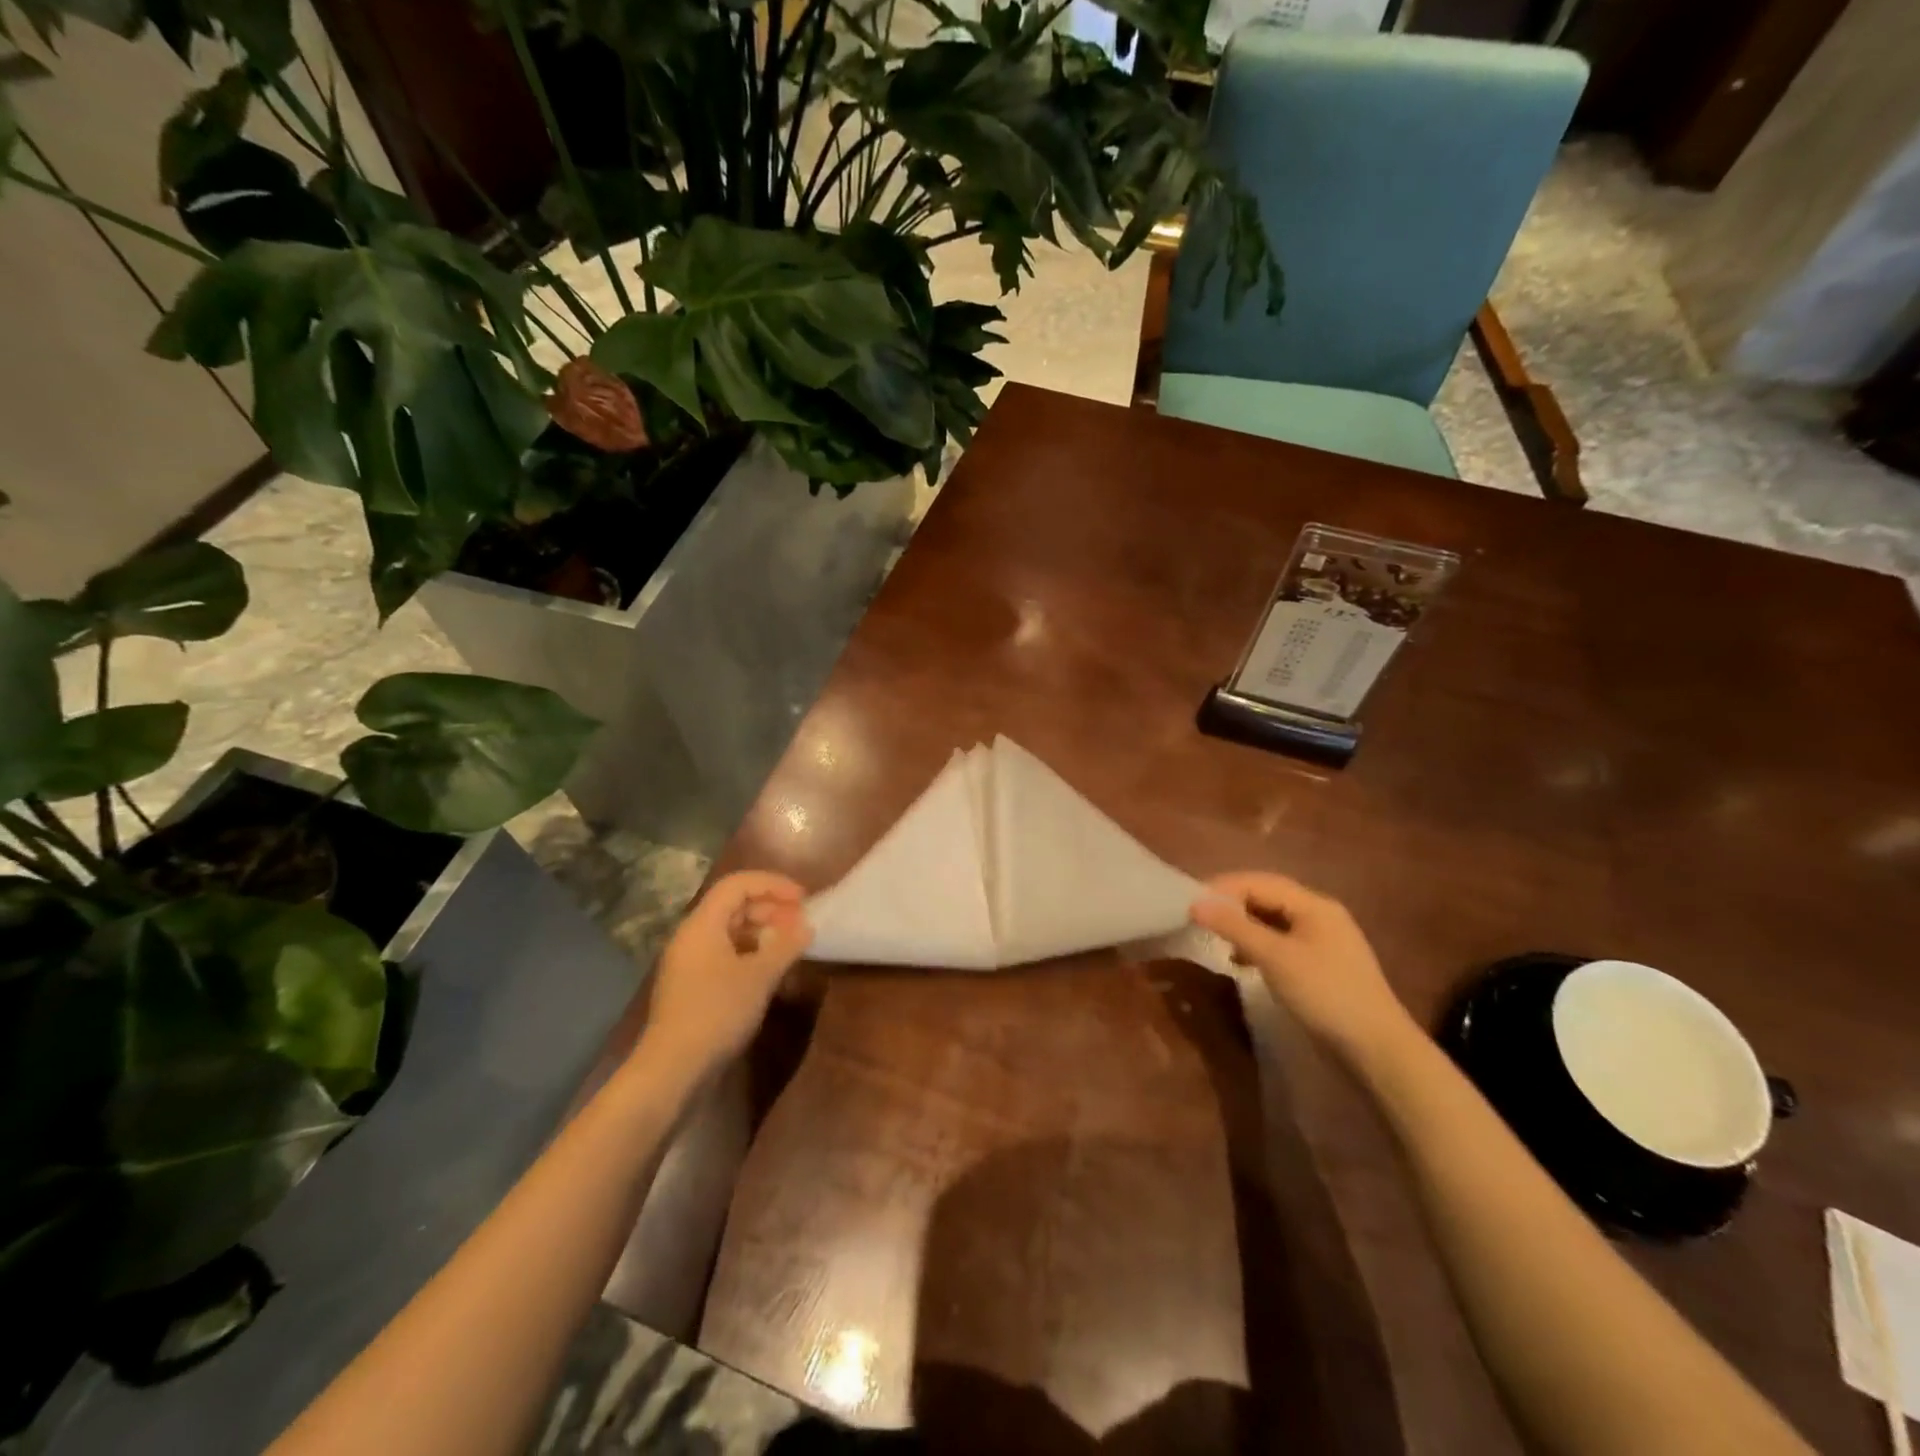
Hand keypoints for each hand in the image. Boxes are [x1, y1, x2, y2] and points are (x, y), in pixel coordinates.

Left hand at [638, 872, 812, 1081]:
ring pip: (730, 931)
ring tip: (790, 947)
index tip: (804, 899)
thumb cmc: (717, 1013)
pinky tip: (770, 972)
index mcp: (703, 924)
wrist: (673, 1069)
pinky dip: (750, 954)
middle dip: (771, 908)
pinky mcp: (692, 986)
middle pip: (734, 906)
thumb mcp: (759, 977)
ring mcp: (689, 963)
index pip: (738, 884)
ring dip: (762, 932)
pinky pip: (725, 954)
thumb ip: (786, 946)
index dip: (773, 884)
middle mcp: (692, 936)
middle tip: (800, 924)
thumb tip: (806, 926)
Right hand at [1190, 871, 1416, 1062]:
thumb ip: (1235, 927)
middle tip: (1199, 918)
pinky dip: (1257, 947)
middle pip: (1267, 898)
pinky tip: (1241, 962)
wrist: (1376, 1050)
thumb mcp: (1275, 957)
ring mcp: (1322, 942)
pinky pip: (1280, 944)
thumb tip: (1195, 903)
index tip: (1190, 902)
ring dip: (1242, 926)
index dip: (1223, 888)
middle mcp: (1320, 916)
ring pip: (1272, 921)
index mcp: (1314, 905)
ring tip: (1216, 939)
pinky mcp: (1320, 967)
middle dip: (1231, 905)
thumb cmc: (1325, 994)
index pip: (1260, 882)